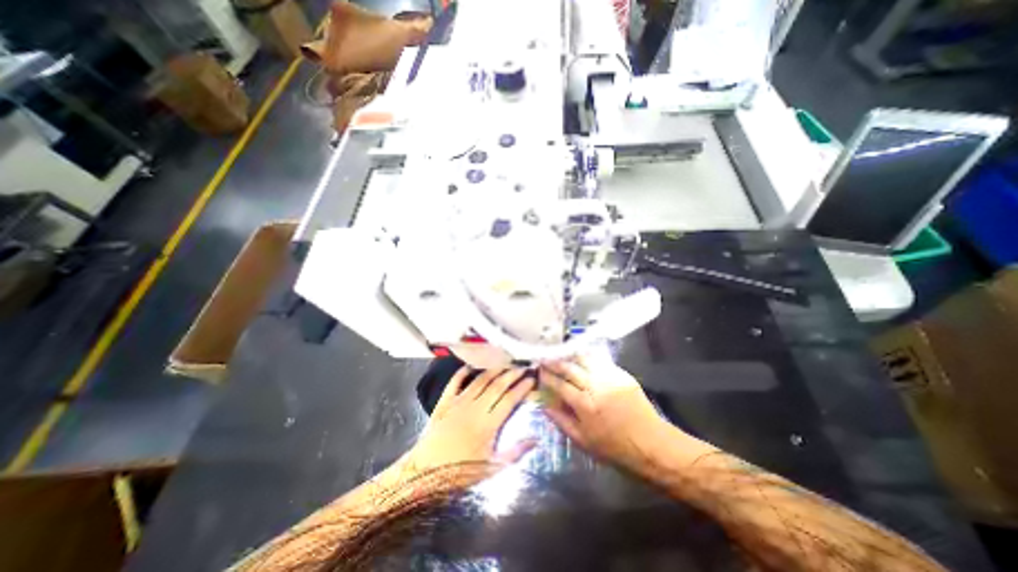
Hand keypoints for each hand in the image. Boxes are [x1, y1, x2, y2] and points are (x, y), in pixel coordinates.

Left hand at [401, 369, 535, 479]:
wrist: (424, 473)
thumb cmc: (459, 473)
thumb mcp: (491, 469)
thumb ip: (514, 453)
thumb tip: (535, 439)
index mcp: (488, 424)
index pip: (509, 399)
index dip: (522, 387)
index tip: (532, 379)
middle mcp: (475, 408)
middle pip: (497, 385)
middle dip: (512, 374)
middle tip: (523, 367)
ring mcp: (458, 402)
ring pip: (480, 380)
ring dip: (494, 370)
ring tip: (505, 363)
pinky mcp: (444, 401)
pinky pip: (455, 381)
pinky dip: (463, 372)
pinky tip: (471, 366)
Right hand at [540, 357, 674, 472]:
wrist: (651, 444)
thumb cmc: (614, 448)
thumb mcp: (582, 441)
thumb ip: (561, 421)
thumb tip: (544, 405)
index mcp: (584, 405)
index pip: (559, 384)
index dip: (547, 376)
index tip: (538, 370)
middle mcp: (595, 387)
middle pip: (570, 368)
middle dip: (555, 361)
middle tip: (545, 357)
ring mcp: (609, 378)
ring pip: (584, 359)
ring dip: (570, 355)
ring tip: (560, 352)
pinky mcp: (621, 374)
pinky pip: (600, 361)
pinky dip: (587, 356)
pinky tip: (581, 355)